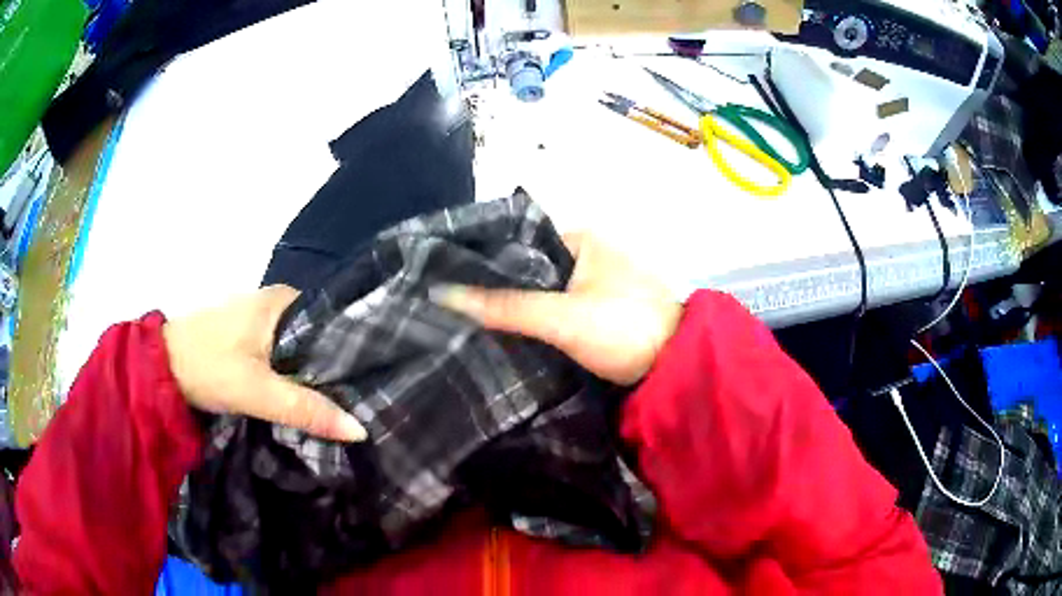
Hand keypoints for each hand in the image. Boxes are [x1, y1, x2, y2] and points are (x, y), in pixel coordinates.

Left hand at [162, 285, 365, 441]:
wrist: (160, 367)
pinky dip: (293, 372)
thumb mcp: (258, 392)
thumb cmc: (209, 367)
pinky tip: (304, 394)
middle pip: (316, 336)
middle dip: (335, 366)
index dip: (354, 350)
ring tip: (343, 401)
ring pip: (297, 346)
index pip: (334, 320)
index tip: (376, 381)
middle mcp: (274, 302)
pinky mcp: (244, 336)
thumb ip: (306, 409)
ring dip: (312, 371)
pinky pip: (281, 353)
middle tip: (363, 398)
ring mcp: (257, 318)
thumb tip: (360, 429)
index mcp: (282, 300)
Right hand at [430, 233, 681, 384]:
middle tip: (456, 309)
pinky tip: (510, 335)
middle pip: (532, 270)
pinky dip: (540, 321)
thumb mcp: (561, 317)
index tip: (451, 284)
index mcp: (583, 239)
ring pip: (546, 293)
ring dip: (519, 307)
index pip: (520, 243)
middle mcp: (590, 254)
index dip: (487, 264)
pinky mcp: (602, 312)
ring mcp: (598, 284)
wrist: (677, 368)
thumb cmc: (623, 328)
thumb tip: (443, 293)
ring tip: (471, 323)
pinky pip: (560, 310)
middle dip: (500, 289)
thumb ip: (505, 306)